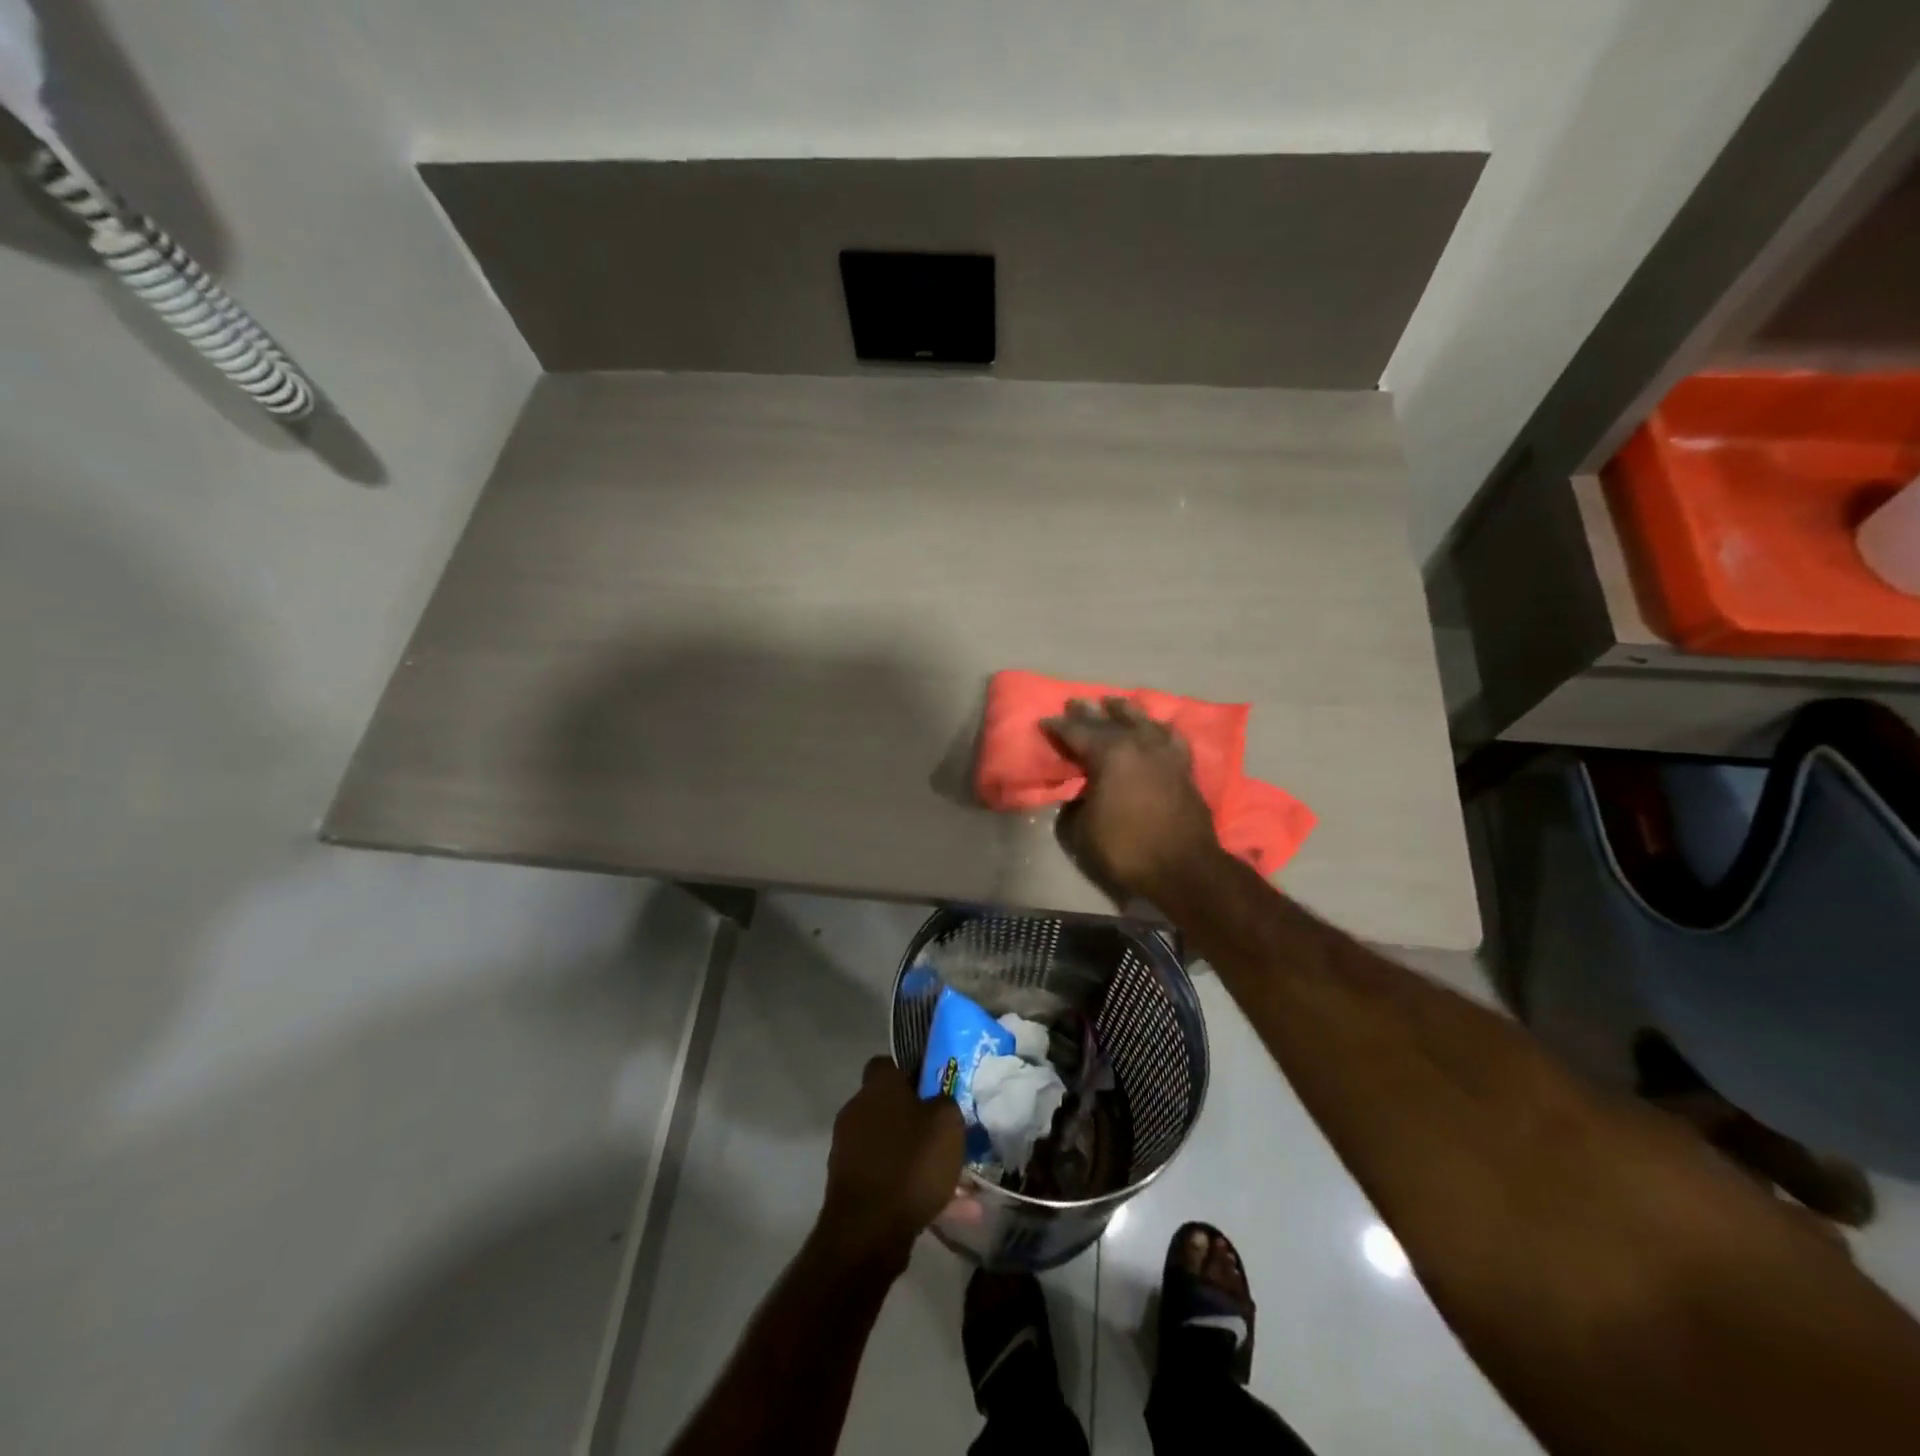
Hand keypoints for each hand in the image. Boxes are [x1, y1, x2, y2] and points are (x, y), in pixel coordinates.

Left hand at [820, 1058, 965, 1268]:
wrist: (867, 1232)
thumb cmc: (910, 1163)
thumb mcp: (947, 1123)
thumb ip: (946, 1103)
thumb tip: (939, 1101)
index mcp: (878, 1087)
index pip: (888, 1063)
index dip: (913, 1072)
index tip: (936, 1087)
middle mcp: (858, 1111)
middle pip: (892, 1107)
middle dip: (920, 1120)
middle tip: (950, 1134)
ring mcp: (850, 1150)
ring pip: (894, 1147)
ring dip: (921, 1159)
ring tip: (960, 1182)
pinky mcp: (851, 1185)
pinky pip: (890, 1178)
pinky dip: (914, 1189)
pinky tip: (949, 1209)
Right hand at [1042, 696, 1222, 902]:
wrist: (1183, 868)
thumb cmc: (1125, 849)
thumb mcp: (1081, 830)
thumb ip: (1075, 804)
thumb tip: (1080, 795)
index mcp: (1109, 754)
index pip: (1077, 732)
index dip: (1058, 726)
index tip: (1045, 721)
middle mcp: (1138, 744)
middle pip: (1109, 720)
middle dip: (1088, 712)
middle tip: (1074, 703)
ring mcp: (1165, 753)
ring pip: (1143, 720)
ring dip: (1125, 710)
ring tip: (1114, 703)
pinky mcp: (1185, 767)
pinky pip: (1171, 737)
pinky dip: (1160, 728)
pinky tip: (1157, 727)